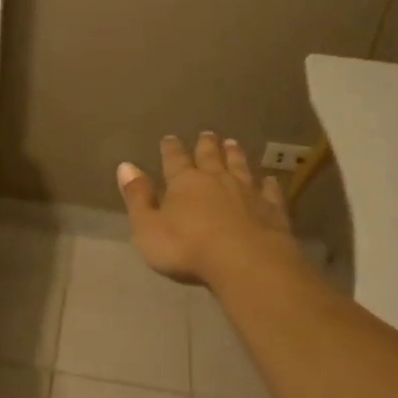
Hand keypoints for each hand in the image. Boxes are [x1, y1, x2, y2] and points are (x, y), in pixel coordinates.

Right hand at [117, 132, 298, 286]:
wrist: (246, 262)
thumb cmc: (187, 248)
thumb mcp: (148, 227)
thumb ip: (137, 197)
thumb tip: (126, 166)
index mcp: (184, 182)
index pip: (174, 159)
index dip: (171, 149)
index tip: (169, 138)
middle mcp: (216, 179)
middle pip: (210, 157)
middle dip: (205, 145)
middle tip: (206, 134)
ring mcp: (247, 191)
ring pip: (239, 166)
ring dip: (235, 155)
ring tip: (232, 144)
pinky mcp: (272, 209)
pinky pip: (270, 191)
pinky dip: (268, 184)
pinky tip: (270, 180)